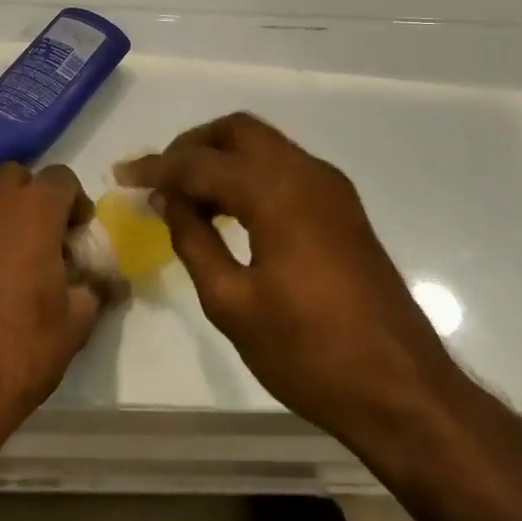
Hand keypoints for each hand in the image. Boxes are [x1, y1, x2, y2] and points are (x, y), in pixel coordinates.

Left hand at [0, 163, 117, 446]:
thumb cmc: (17, 350)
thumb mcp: (74, 325)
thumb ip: (94, 290)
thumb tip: (108, 281)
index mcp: (32, 210)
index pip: (61, 179)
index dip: (76, 202)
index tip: (80, 236)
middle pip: (16, 178)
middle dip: (35, 198)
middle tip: (48, 240)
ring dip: (4, 217)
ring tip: (18, 262)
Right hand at [118, 114, 461, 446]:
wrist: (400, 389)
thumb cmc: (308, 352)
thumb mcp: (232, 302)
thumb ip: (194, 240)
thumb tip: (169, 201)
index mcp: (276, 192)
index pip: (201, 162)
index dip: (156, 168)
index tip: (121, 177)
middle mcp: (306, 173)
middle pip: (238, 131)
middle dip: (192, 147)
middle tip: (159, 180)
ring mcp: (331, 189)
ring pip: (264, 146)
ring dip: (222, 159)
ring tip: (186, 198)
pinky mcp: (343, 209)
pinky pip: (285, 169)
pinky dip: (250, 175)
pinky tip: (229, 211)